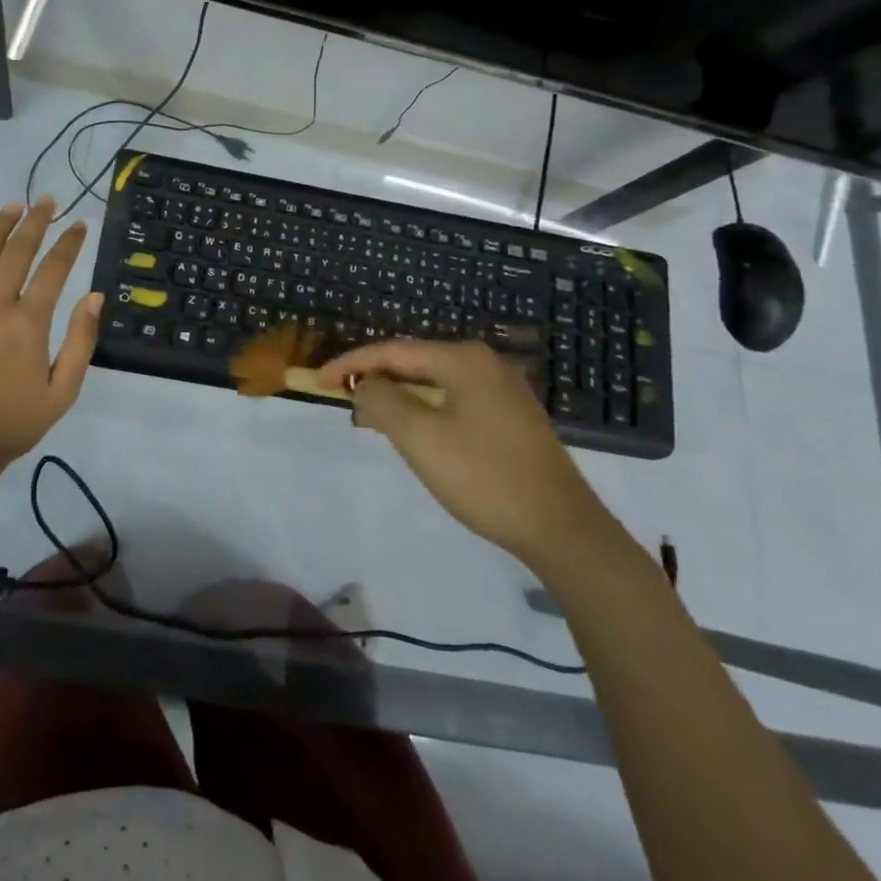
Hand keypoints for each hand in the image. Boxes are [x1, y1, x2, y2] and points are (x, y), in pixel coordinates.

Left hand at [0, 198, 102, 472]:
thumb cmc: (13, 423)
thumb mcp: (62, 392)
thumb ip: (81, 341)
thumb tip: (95, 297)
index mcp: (28, 324)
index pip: (54, 269)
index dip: (69, 243)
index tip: (79, 223)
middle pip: (16, 251)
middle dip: (35, 221)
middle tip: (48, 199)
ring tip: (14, 206)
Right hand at [314, 339, 619, 570]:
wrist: (562, 529)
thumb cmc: (485, 477)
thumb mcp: (421, 439)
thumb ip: (382, 402)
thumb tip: (365, 385)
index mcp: (463, 359)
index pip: (393, 351)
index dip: (351, 364)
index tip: (318, 381)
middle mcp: (484, 363)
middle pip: (414, 362)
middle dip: (376, 379)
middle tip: (344, 401)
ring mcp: (502, 389)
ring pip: (434, 382)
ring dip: (399, 397)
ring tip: (371, 418)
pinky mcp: (511, 416)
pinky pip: (453, 399)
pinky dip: (425, 409)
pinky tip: (415, 431)